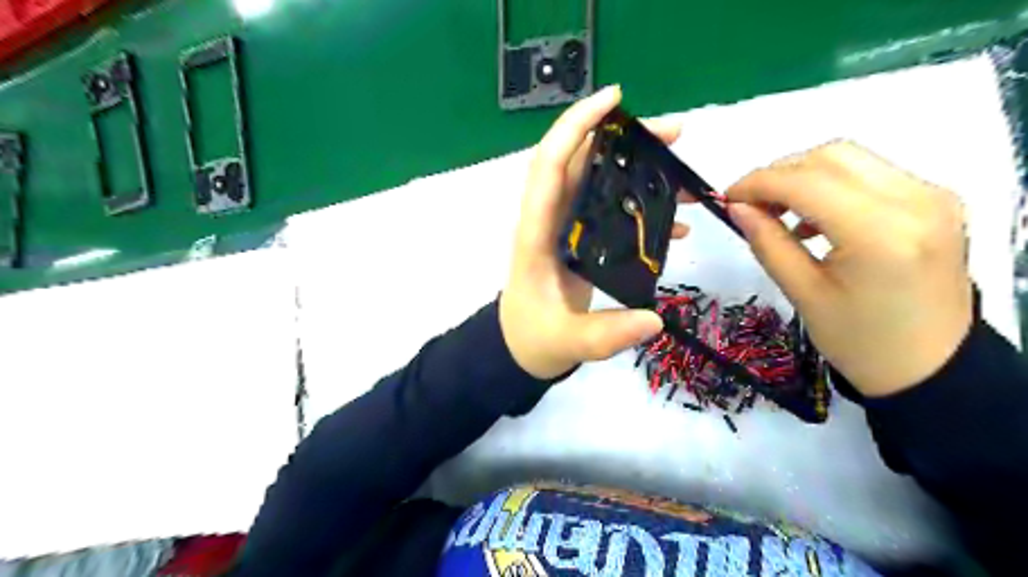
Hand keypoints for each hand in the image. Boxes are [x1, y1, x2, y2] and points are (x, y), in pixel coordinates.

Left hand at [501, 85, 689, 379]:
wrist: (522, 347)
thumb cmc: (533, 338)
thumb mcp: (567, 342)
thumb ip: (606, 335)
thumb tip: (654, 320)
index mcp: (537, 234)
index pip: (550, 166)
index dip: (575, 127)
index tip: (614, 100)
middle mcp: (550, 221)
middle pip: (582, 163)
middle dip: (625, 140)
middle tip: (675, 135)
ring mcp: (566, 229)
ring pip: (599, 182)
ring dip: (638, 169)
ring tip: (683, 171)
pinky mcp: (581, 241)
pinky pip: (610, 210)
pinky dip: (641, 207)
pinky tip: (674, 222)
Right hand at [721, 142, 972, 397]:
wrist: (932, 366)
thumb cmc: (860, 340)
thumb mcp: (803, 293)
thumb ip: (767, 242)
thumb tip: (736, 207)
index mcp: (880, 233)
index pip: (806, 182)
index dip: (758, 183)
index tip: (726, 198)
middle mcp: (915, 201)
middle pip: (831, 156)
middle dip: (779, 173)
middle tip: (750, 205)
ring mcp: (932, 197)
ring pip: (851, 159)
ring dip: (804, 176)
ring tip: (778, 211)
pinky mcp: (935, 201)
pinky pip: (872, 174)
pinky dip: (832, 184)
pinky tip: (815, 218)